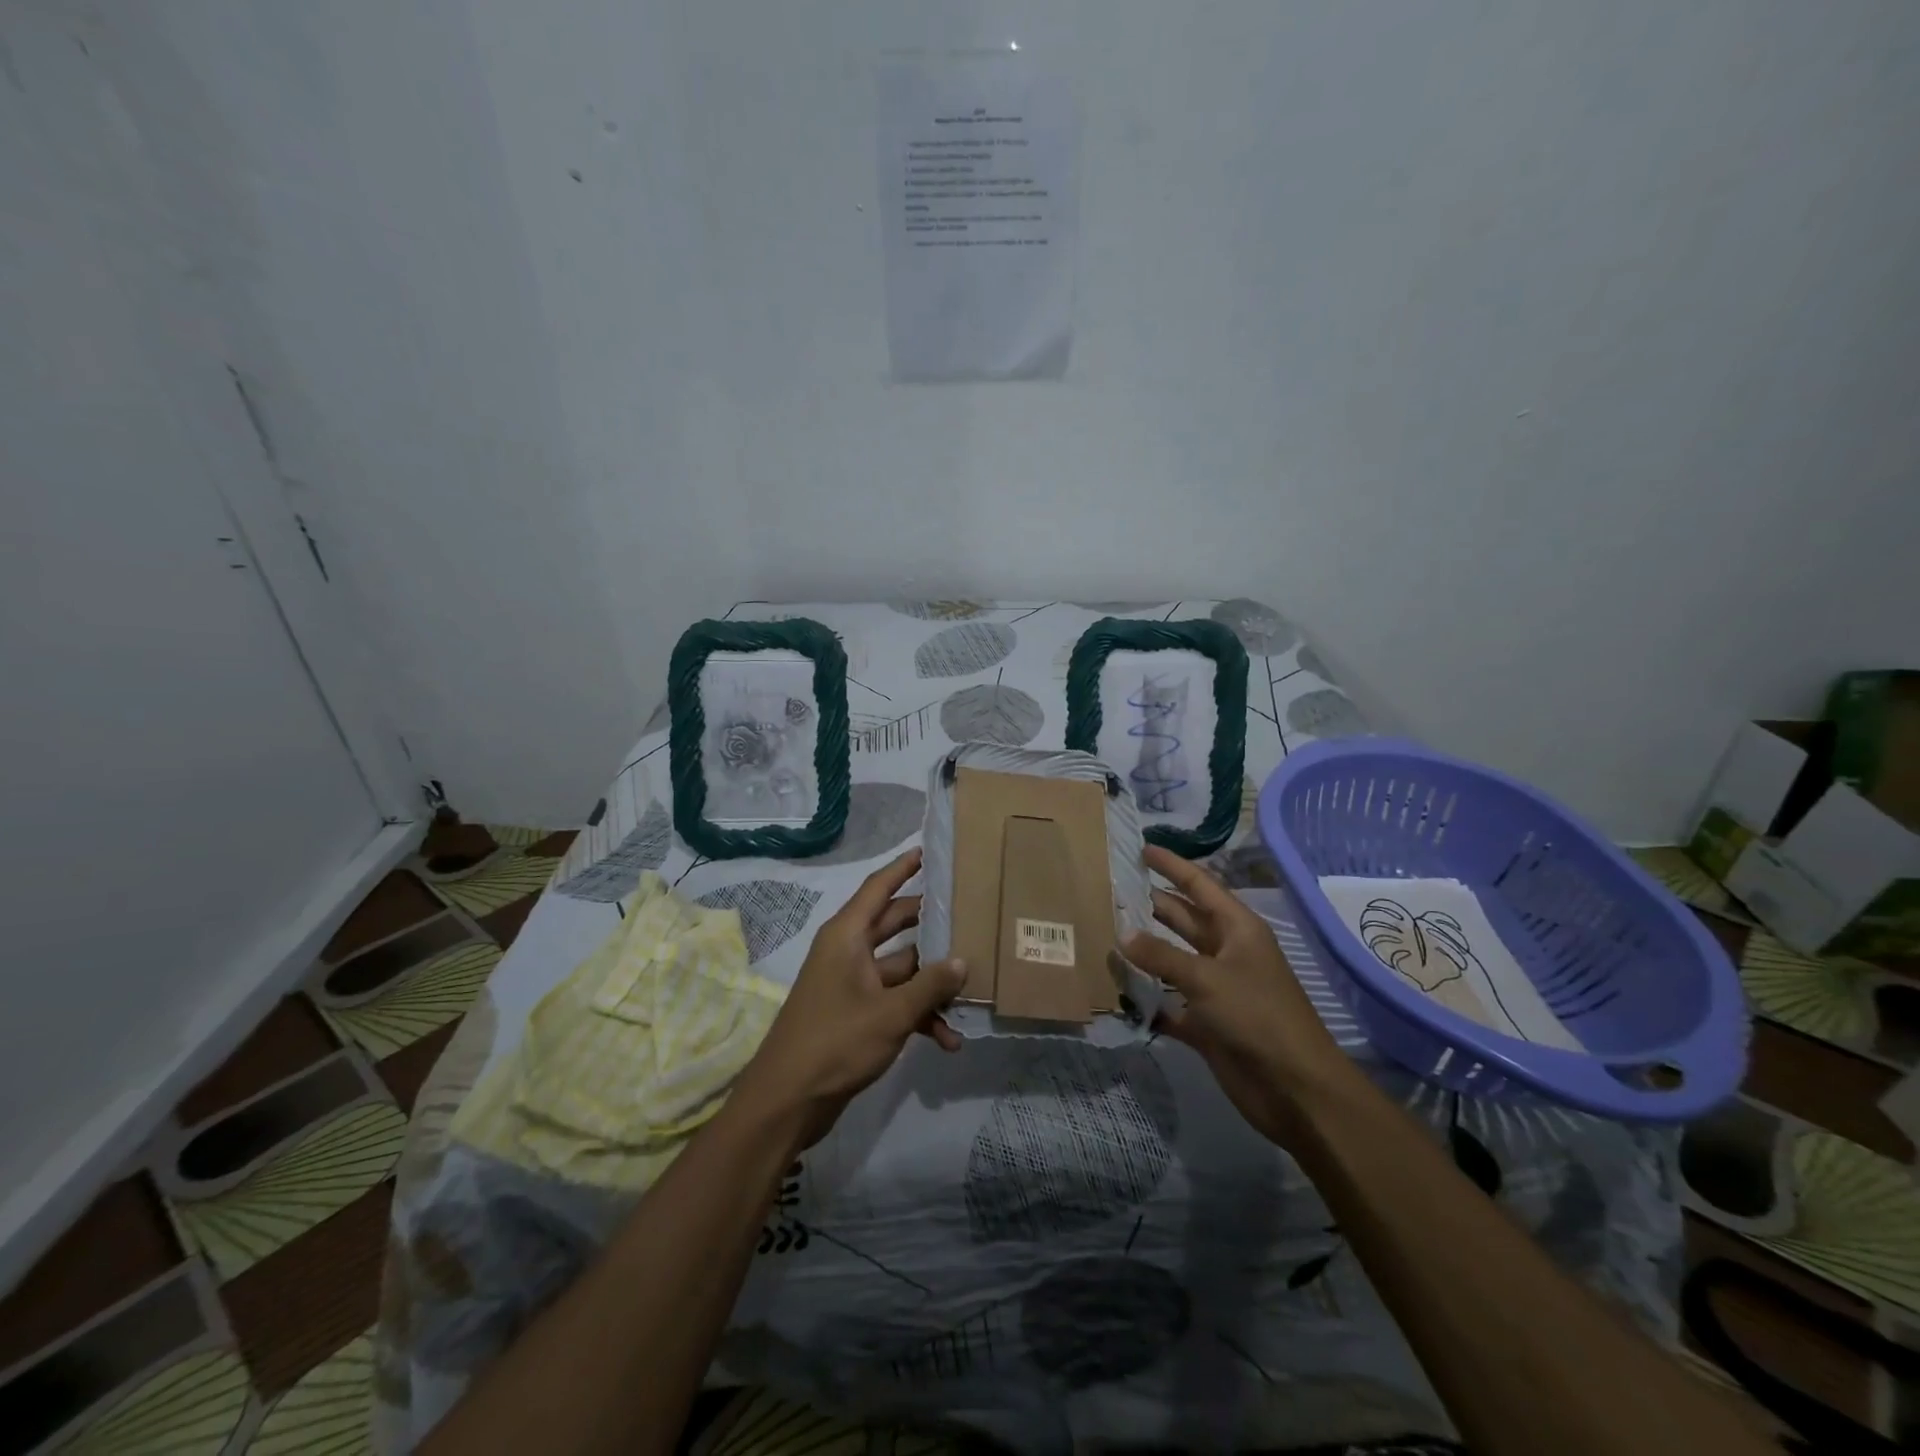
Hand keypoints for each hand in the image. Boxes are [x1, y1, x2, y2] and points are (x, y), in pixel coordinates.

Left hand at [732, 849, 964, 1149]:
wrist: (787, 1102)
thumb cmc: (836, 1042)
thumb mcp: (891, 1012)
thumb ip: (930, 985)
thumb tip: (962, 961)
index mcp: (847, 936)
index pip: (878, 887)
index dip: (903, 867)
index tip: (929, 851)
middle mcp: (848, 952)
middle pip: (895, 926)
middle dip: (931, 927)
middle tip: (969, 915)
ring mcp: (852, 984)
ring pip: (901, 969)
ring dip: (931, 984)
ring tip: (972, 990)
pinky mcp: (856, 1014)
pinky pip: (895, 1002)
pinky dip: (919, 1016)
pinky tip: (948, 1039)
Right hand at [1125, 845, 1355, 1148]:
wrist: (1294, 1088)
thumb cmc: (1257, 1016)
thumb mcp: (1207, 978)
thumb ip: (1161, 955)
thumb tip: (1122, 933)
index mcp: (1237, 929)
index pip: (1199, 885)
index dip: (1172, 866)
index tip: (1141, 849)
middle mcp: (1226, 952)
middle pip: (1183, 919)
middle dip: (1150, 905)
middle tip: (1110, 891)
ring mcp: (1216, 989)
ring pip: (1172, 960)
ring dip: (1144, 951)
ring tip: (1103, 934)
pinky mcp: (1206, 1023)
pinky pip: (1169, 1003)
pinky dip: (1147, 998)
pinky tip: (1116, 991)